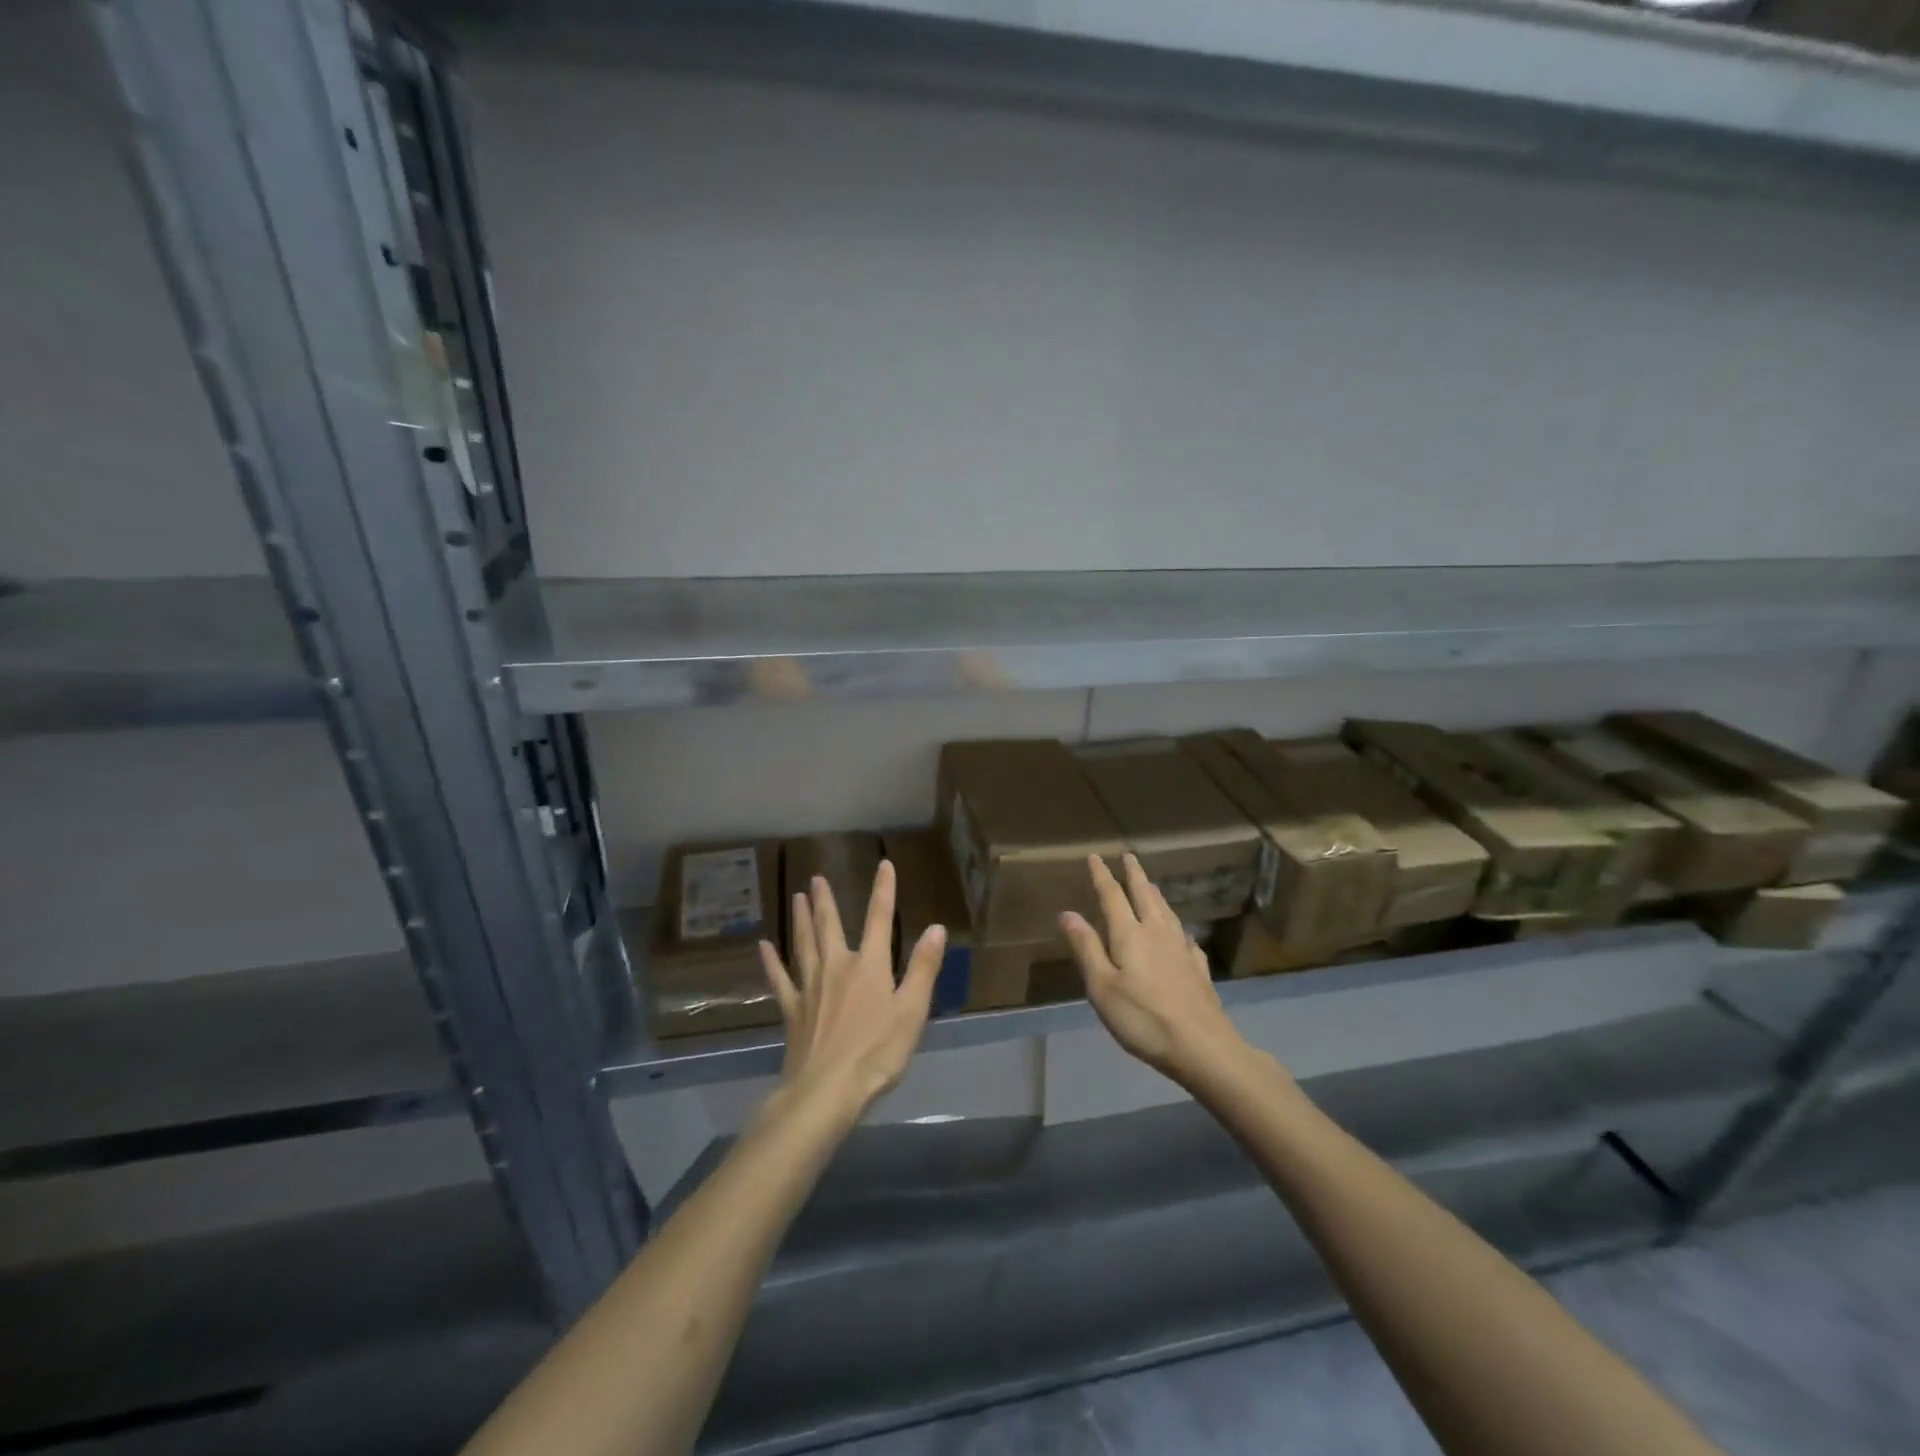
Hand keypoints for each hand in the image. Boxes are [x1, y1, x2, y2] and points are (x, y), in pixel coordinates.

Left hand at [758, 860, 945, 1121]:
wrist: (826, 1090)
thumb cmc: (877, 1052)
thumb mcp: (912, 1011)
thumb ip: (923, 968)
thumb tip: (935, 927)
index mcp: (870, 965)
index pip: (879, 918)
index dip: (883, 890)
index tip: (884, 864)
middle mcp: (837, 966)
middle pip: (830, 926)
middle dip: (826, 900)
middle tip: (817, 877)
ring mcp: (810, 987)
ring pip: (803, 944)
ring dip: (800, 919)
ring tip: (796, 897)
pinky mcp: (792, 1010)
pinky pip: (780, 979)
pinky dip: (771, 962)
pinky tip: (764, 947)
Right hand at [1061, 853, 1244, 1083]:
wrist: (1201, 1046)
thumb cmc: (1142, 1018)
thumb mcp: (1102, 986)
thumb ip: (1086, 948)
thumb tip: (1067, 912)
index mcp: (1129, 934)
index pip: (1112, 896)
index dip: (1102, 875)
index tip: (1095, 856)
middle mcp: (1157, 933)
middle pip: (1145, 895)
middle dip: (1135, 875)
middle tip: (1129, 856)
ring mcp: (1182, 949)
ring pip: (1167, 912)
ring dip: (1156, 894)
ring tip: (1151, 885)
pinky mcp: (1198, 969)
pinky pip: (1186, 938)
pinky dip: (1178, 928)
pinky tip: (1182, 935)